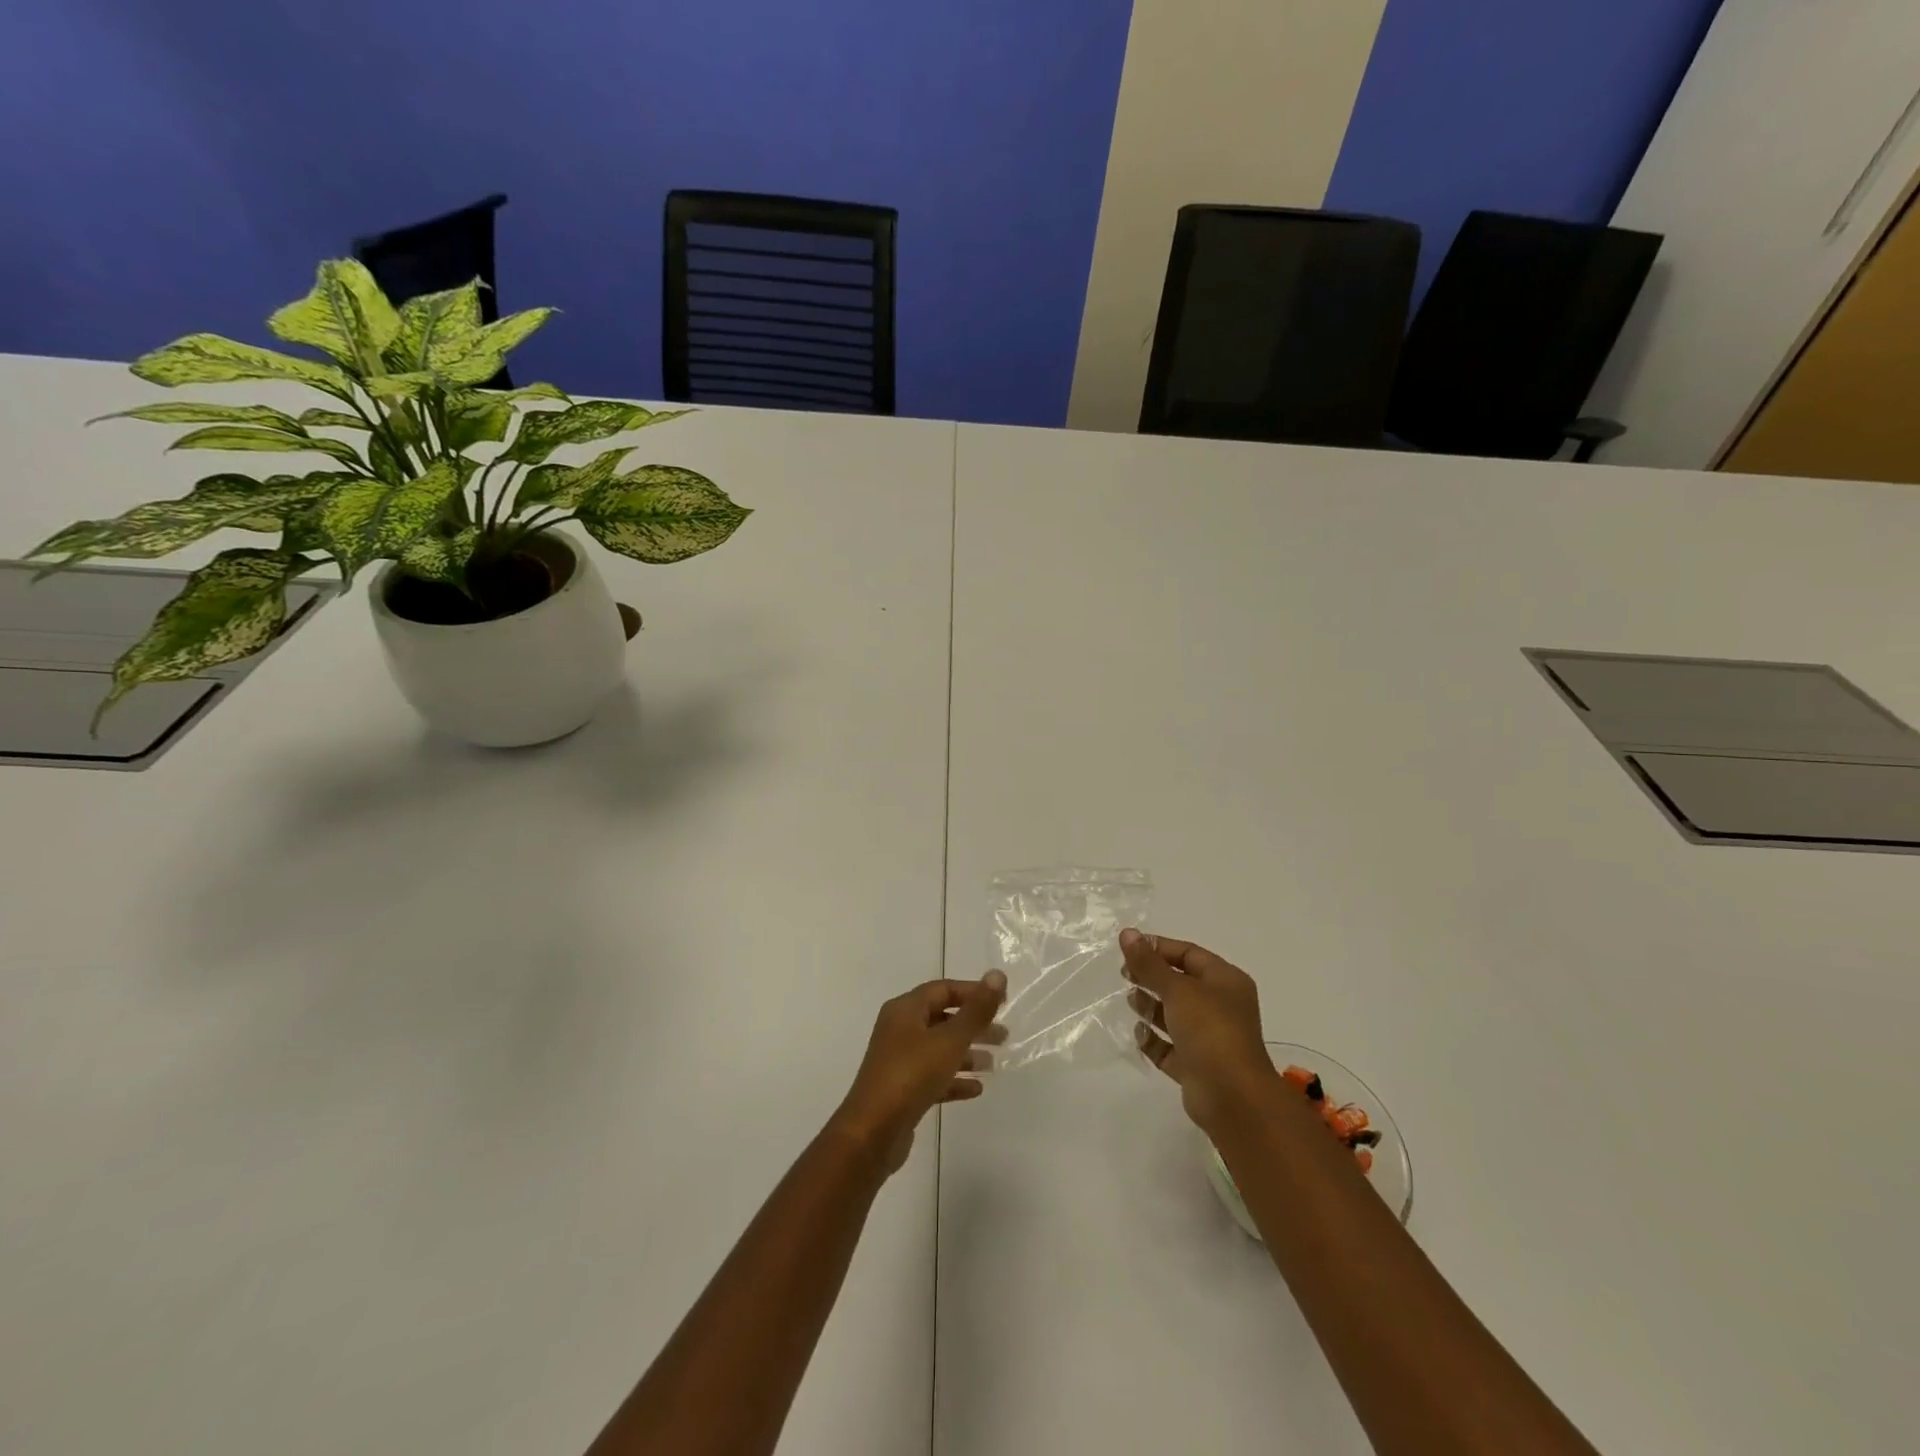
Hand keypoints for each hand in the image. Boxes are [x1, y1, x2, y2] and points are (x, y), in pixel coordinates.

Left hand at [832, 972, 1006, 1174]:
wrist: (872, 1133)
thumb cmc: (911, 1076)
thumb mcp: (949, 1040)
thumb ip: (976, 1010)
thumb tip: (997, 974)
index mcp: (905, 1010)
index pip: (943, 989)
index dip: (972, 993)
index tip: (1002, 1003)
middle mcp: (900, 1030)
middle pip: (942, 1019)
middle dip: (973, 1025)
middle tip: (1003, 1036)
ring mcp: (899, 1061)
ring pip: (939, 1049)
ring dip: (966, 1053)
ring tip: (994, 1063)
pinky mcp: (902, 1090)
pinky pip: (933, 1076)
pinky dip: (954, 1079)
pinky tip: (976, 1089)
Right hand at [1122, 929, 1275, 1132]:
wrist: (1233, 1097)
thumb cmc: (1210, 1030)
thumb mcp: (1177, 989)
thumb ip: (1149, 963)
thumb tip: (1127, 933)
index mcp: (1225, 980)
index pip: (1188, 953)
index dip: (1158, 948)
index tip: (1128, 949)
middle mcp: (1220, 1006)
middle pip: (1180, 983)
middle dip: (1152, 977)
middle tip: (1125, 975)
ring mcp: (1209, 1038)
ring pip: (1174, 1015)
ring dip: (1151, 1007)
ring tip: (1131, 1002)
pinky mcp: (1196, 1066)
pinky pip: (1170, 1047)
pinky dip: (1154, 1040)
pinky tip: (1139, 1035)